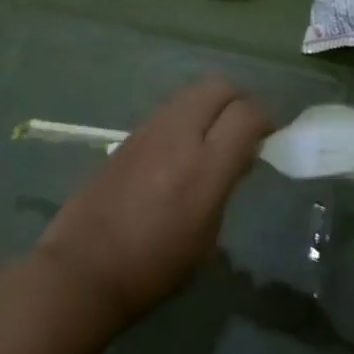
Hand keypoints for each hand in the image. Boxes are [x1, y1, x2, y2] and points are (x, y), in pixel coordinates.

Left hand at [36, 78, 271, 323]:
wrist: (84, 267)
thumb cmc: (155, 267)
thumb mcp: (207, 235)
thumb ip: (226, 185)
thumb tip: (239, 155)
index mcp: (205, 166)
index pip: (247, 113)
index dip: (265, 120)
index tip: (269, 138)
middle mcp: (178, 136)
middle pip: (218, 86)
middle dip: (238, 100)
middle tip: (244, 129)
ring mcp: (148, 131)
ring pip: (190, 93)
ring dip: (209, 105)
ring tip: (212, 138)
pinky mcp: (127, 135)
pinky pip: (167, 111)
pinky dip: (184, 117)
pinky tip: (181, 149)